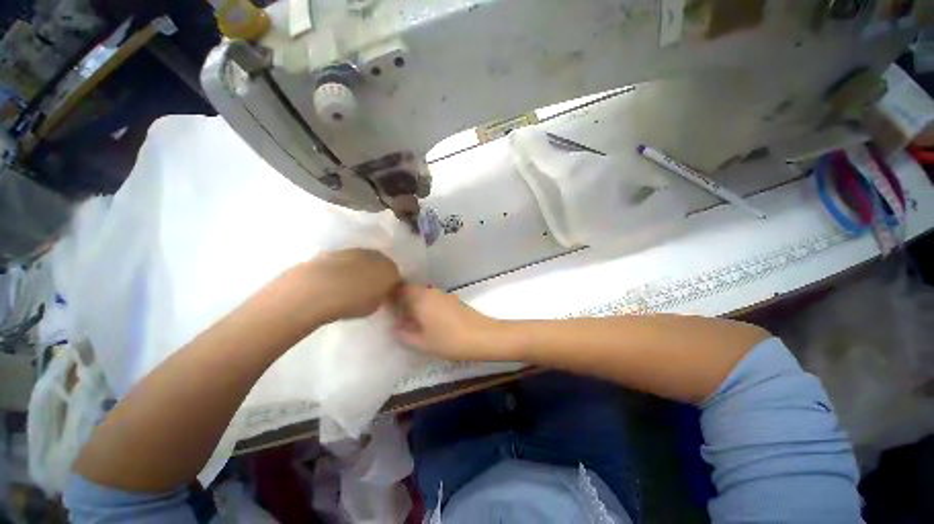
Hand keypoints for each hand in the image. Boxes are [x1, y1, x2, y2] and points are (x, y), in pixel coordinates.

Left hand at [304, 249, 399, 322]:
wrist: (318, 289)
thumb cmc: (353, 302)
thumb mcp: (375, 306)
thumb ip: (380, 296)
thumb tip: (377, 292)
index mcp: (391, 269)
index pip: (395, 276)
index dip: (388, 286)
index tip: (381, 295)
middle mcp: (376, 256)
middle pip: (379, 264)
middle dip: (374, 274)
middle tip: (365, 289)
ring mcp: (354, 250)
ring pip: (360, 260)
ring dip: (357, 270)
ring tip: (346, 286)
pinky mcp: (333, 250)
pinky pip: (342, 261)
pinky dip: (340, 269)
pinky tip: (331, 282)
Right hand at [391, 284, 510, 360]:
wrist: (482, 336)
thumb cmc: (449, 340)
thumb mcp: (422, 342)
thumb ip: (405, 334)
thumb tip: (395, 327)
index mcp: (420, 298)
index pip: (400, 288)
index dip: (390, 294)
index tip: (384, 305)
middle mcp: (431, 291)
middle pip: (411, 289)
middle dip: (401, 299)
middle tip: (394, 314)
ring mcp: (443, 294)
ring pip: (423, 293)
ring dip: (414, 302)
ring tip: (408, 318)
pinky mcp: (453, 300)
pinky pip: (433, 298)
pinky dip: (425, 305)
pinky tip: (426, 319)